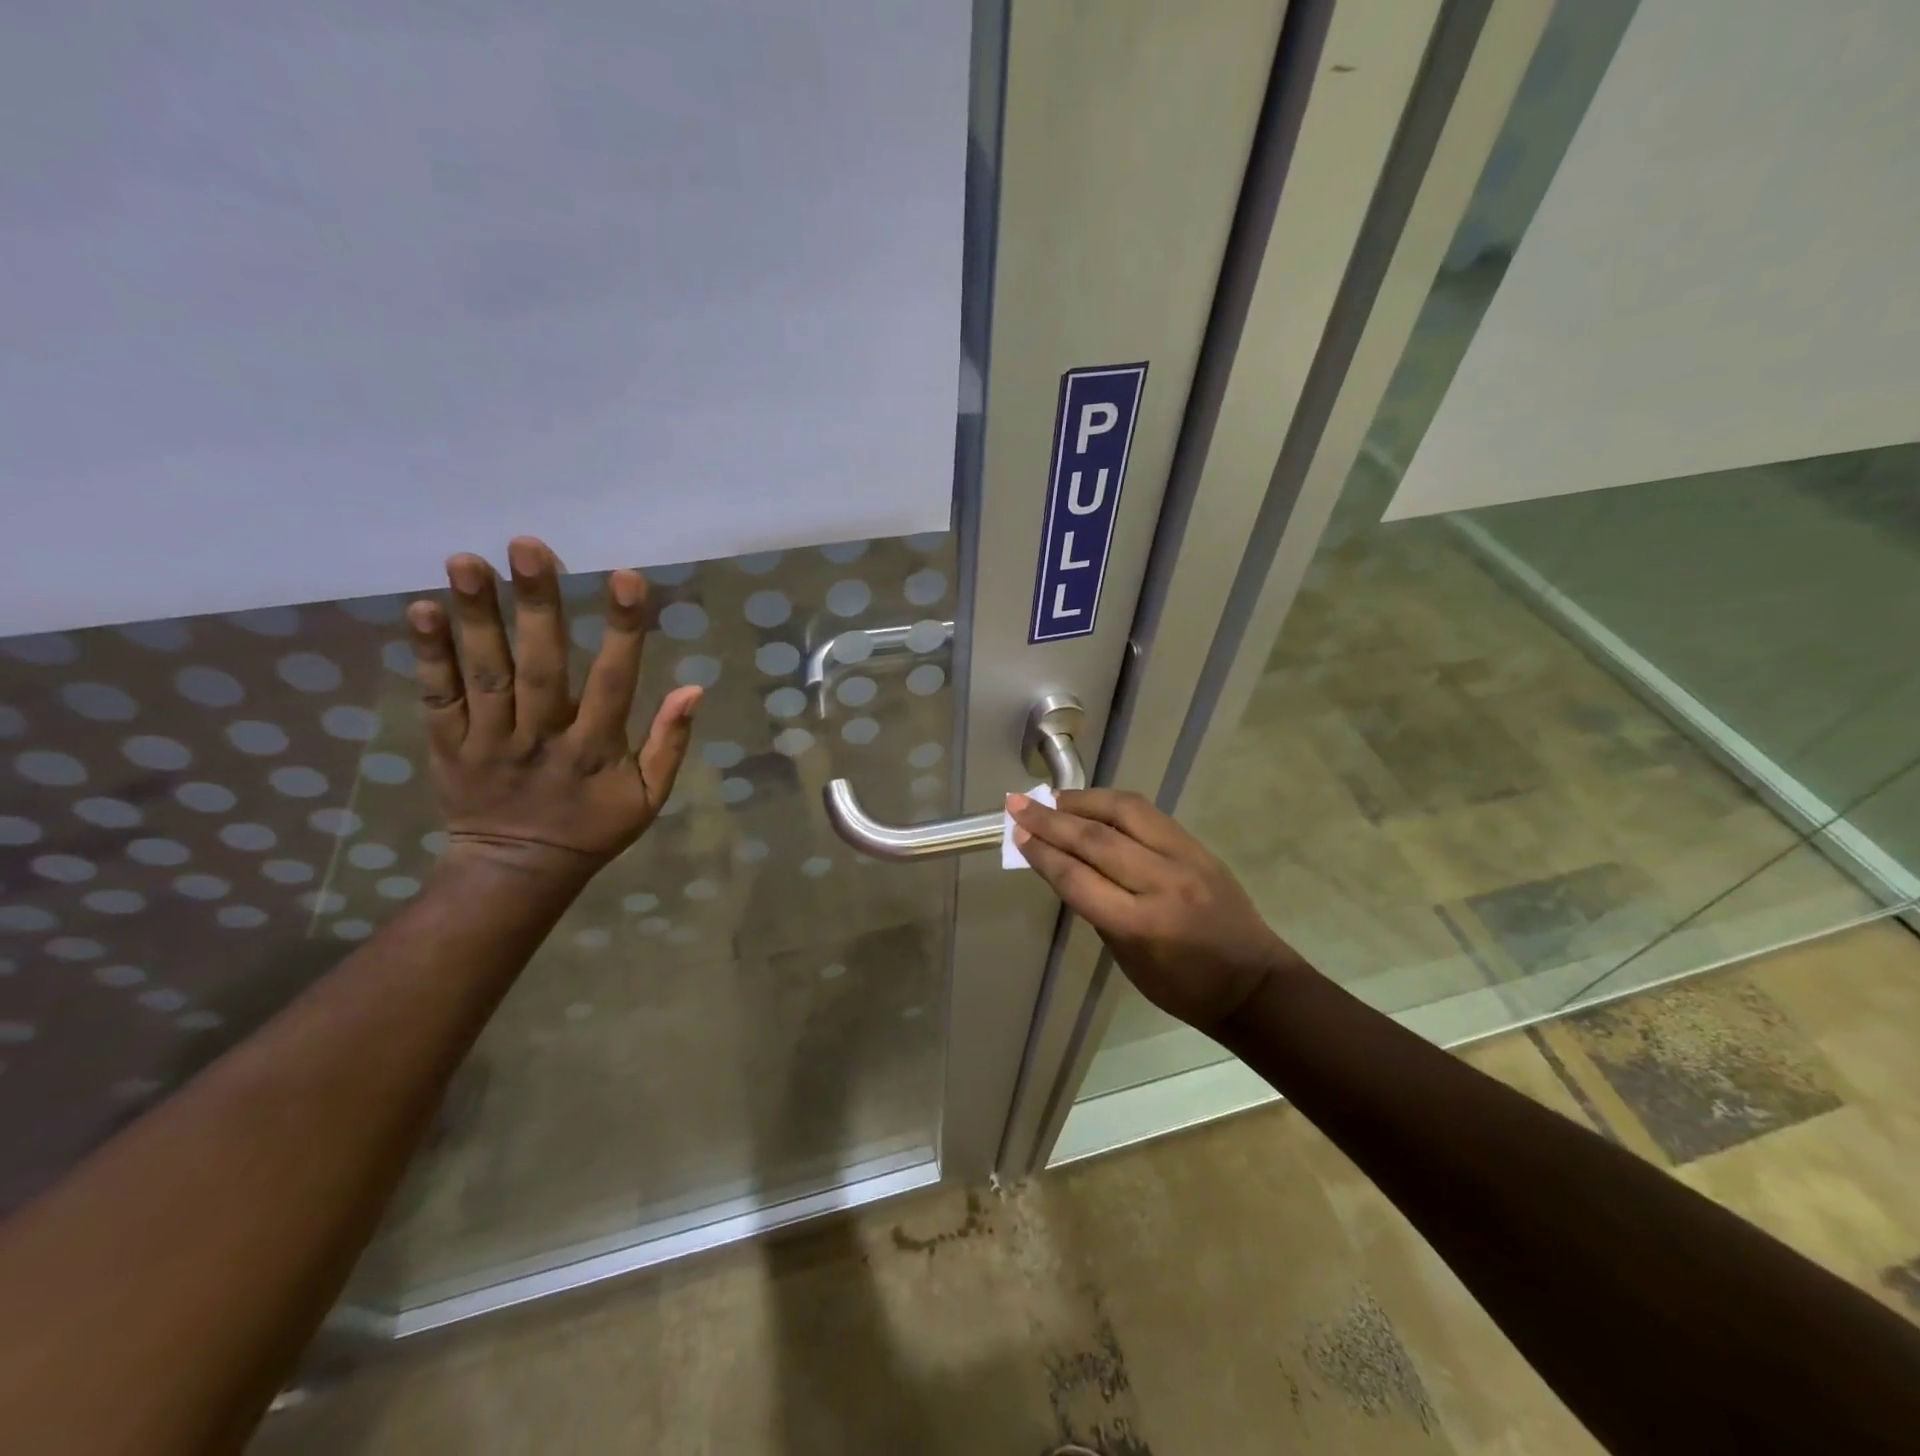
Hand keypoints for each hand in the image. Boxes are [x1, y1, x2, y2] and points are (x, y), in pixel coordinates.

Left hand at [406, 537, 701, 887]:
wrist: (517, 872)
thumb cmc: (593, 828)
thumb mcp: (649, 798)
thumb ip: (669, 744)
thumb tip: (693, 688)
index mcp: (595, 752)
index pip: (614, 684)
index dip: (623, 632)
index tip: (627, 578)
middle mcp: (541, 740)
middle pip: (540, 669)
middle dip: (537, 607)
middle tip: (529, 546)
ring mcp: (489, 742)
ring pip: (484, 675)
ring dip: (476, 617)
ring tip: (466, 560)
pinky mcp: (448, 746)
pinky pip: (437, 698)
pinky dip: (429, 655)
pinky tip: (421, 609)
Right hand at [1008, 788, 1308, 1031]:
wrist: (1253, 982)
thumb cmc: (1182, 987)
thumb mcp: (1126, 959)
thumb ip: (1096, 908)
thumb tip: (1064, 864)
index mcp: (1141, 926)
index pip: (1078, 878)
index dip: (1042, 854)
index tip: (1016, 834)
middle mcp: (1162, 883)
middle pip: (1095, 839)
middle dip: (1050, 820)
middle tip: (1017, 805)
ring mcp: (1185, 858)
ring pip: (1124, 812)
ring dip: (1082, 801)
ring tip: (1051, 798)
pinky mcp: (1198, 845)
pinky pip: (1148, 814)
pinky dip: (1112, 803)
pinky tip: (1091, 803)